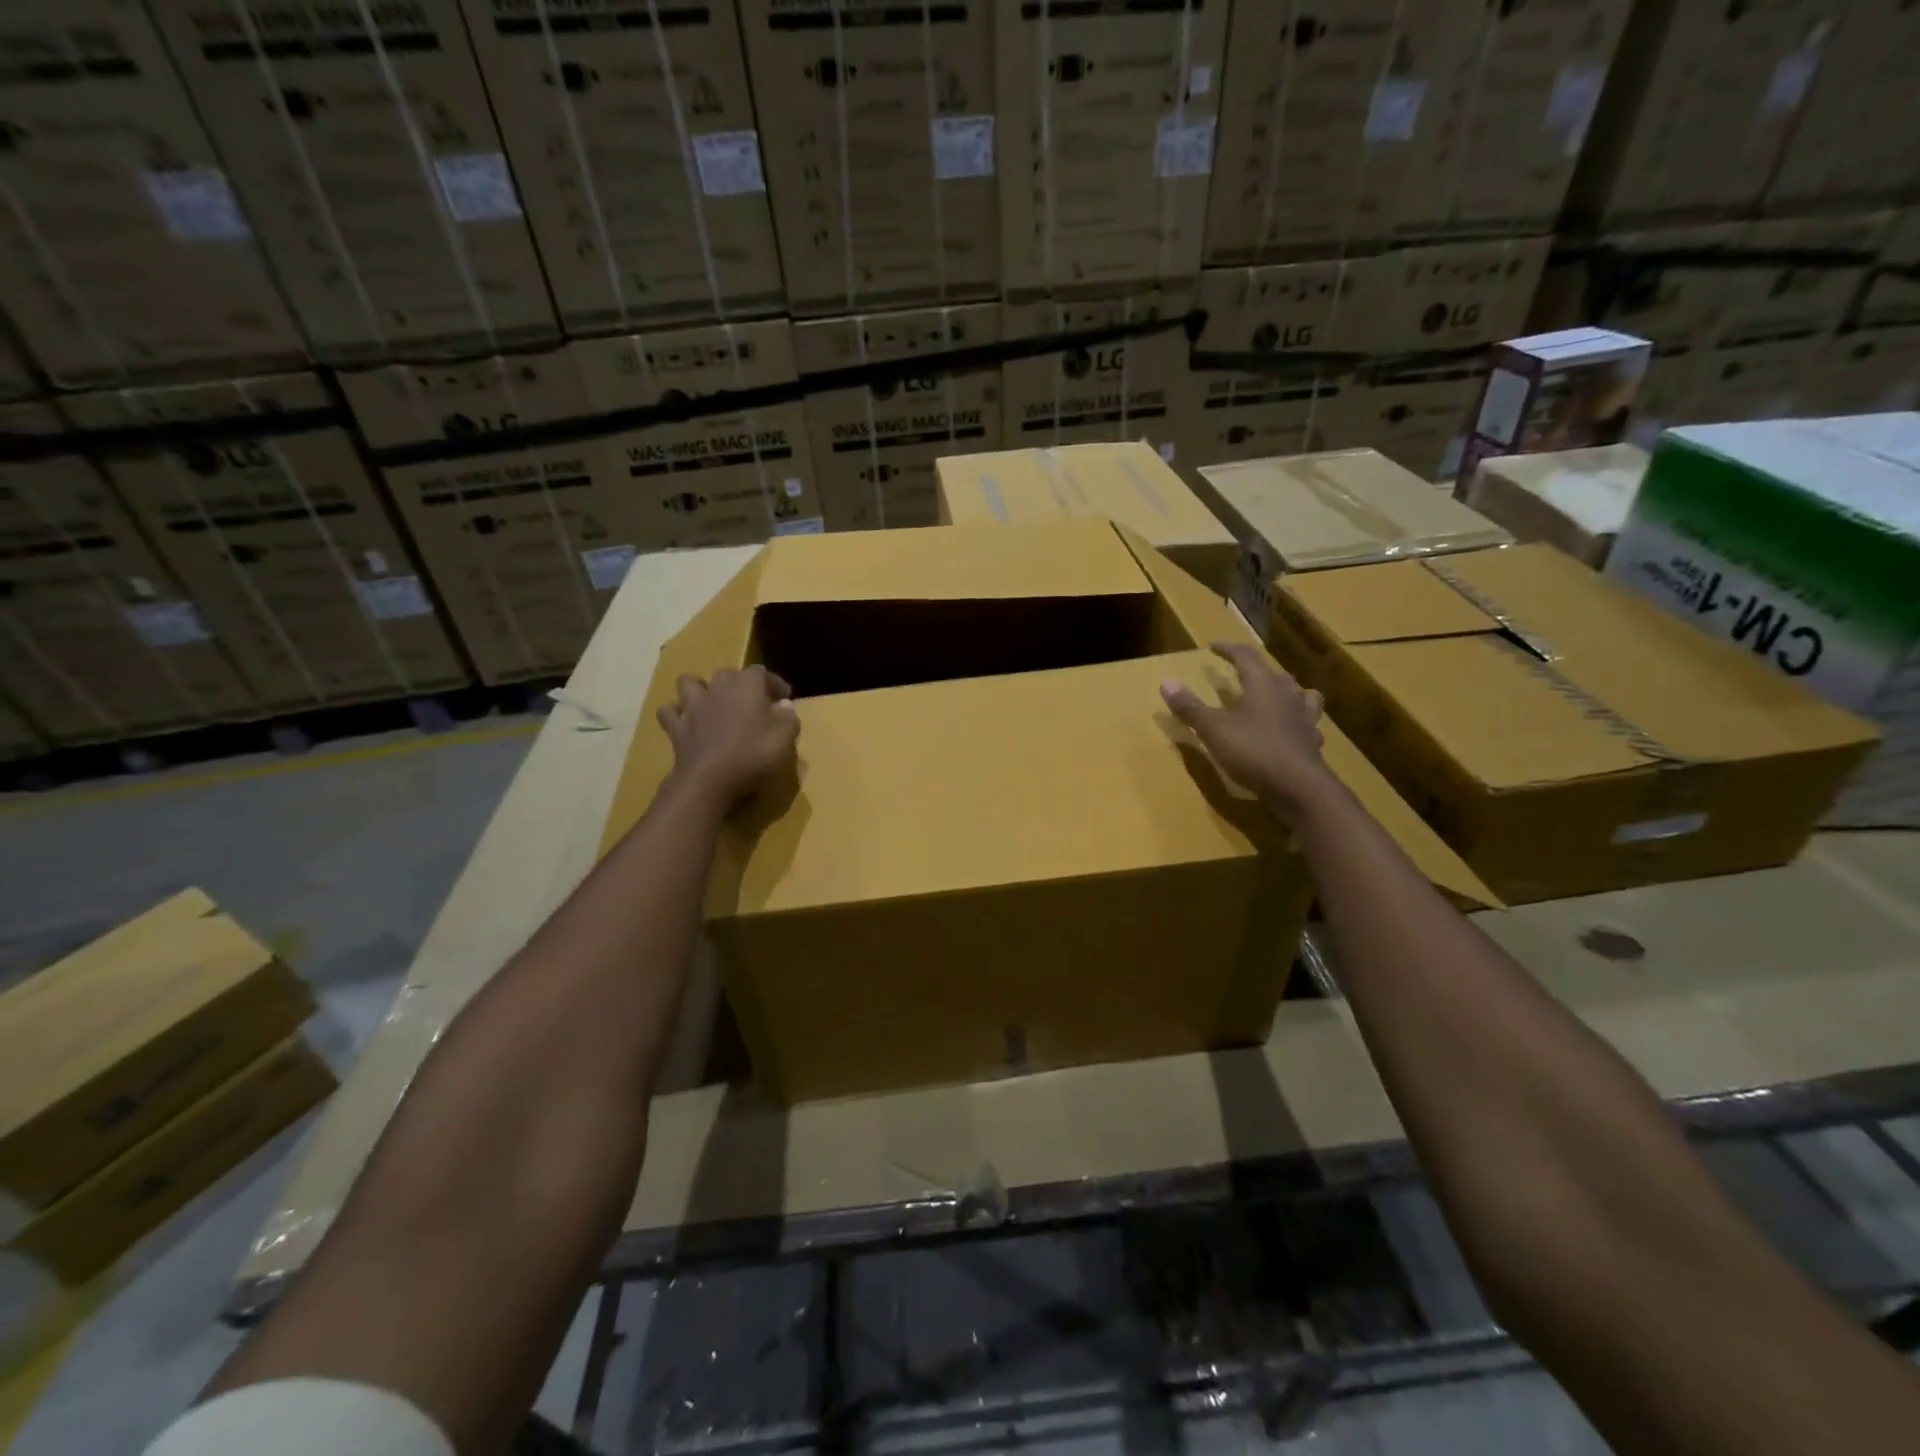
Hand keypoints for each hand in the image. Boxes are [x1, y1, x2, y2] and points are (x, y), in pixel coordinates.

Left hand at [658, 666, 799, 809]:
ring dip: (699, 689)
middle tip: (751, 702)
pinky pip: (668, 712)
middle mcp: (718, 688)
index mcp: (747, 685)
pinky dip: (676, 713)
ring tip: (710, 702)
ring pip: (689, 683)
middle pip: (727, 674)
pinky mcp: (676, 728)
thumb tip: (784, 706)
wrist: (710, 780)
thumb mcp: (785, 736)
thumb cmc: (754, 753)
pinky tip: (685, 721)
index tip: (784, 697)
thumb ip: (788, 717)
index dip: (774, 683)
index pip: (762, 672)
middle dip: (739, 683)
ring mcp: (693, 706)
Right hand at [1161, 642, 1333, 818]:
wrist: (1299, 788)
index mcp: (1263, 686)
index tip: (1213, 646)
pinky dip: (1298, 722)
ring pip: (1301, 695)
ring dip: (1287, 691)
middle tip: (1242, 671)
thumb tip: (1166, 681)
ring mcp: (1305, 720)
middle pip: (1274, 674)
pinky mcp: (1312, 743)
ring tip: (1277, 695)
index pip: (1246, 657)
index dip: (1229, 649)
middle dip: (1256, 670)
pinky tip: (1292, 731)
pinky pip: (1308, 724)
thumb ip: (1190, 707)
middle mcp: (1288, 696)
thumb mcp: (1213, 729)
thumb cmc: (1253, 751)